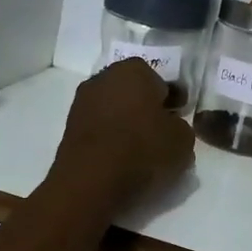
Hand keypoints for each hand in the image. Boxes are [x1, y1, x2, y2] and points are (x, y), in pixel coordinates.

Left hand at [47, 59, 196, 215]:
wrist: (91, 180)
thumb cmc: (142, 150)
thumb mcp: (182, 140)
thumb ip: (180, 126)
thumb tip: (170, 126)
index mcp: (134, 70)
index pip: (160, 81)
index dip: (171, 101)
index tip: (176, 119)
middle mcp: (104, 77)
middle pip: (133, 91)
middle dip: (145, 107)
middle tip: (159, 133)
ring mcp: (82, 101)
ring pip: (113, 108)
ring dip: (125, 122)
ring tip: (139, 149)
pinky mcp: (69, 126)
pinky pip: (98, 127)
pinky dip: (108, 137)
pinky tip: (118, 157)